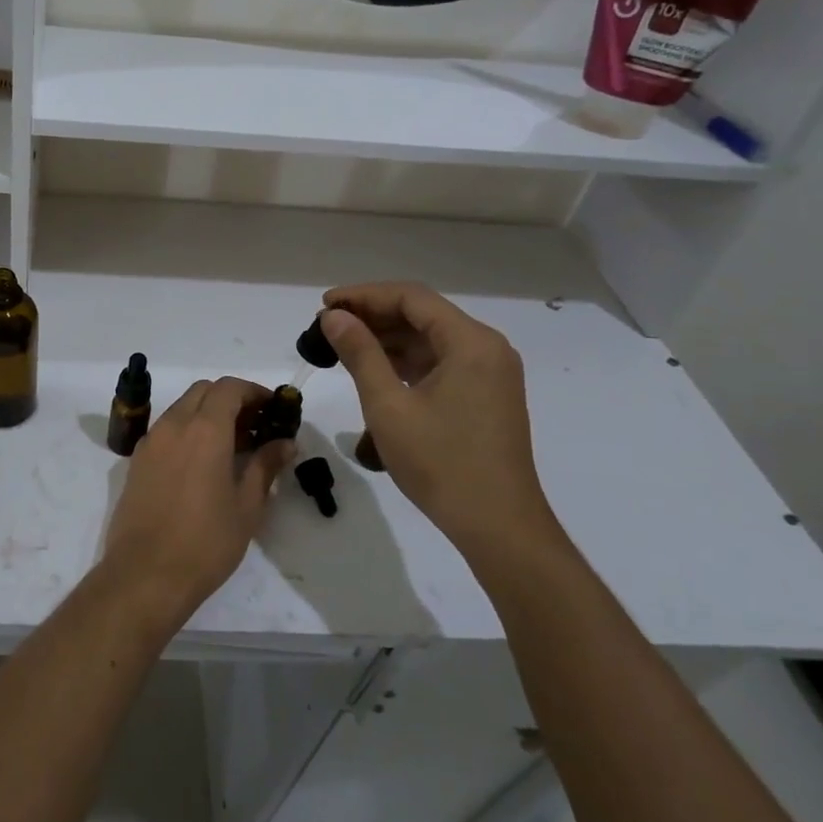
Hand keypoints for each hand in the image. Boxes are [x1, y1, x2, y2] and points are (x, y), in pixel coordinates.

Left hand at [101, 377, 293, 624]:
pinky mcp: (137, 461)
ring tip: (232, 446)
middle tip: (255, 426)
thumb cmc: (205, 542)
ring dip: (207, 414)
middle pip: (203, 391)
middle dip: (231, 399)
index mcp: (204, 430)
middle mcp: (173, 425)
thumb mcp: (247, 506)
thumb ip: (265, 466)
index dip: (254, 391)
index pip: (229, 388)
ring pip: (182, 408)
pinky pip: (166, 429)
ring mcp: (150, 442)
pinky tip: (203, 462)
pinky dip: (187, 430)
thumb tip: (285, 443)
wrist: (145, 575)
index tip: (273, 409)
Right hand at [320, 283, 561, 555]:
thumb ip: (360, 353)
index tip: (324, 305)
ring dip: (387, 339)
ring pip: (430, 339)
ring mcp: (489, 373)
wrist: (497, 525)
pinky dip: (405, 362)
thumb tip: (333, 317)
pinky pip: (439, 363)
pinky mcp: (484, 396)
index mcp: (470, 343)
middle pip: (422, 315)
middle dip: (373, 316)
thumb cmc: (441, 463)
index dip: (364, 295)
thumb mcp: (388, 406)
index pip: (411, 298)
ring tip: (341, 346)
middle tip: (327, 327)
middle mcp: (486, 349)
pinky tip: (373, 370)